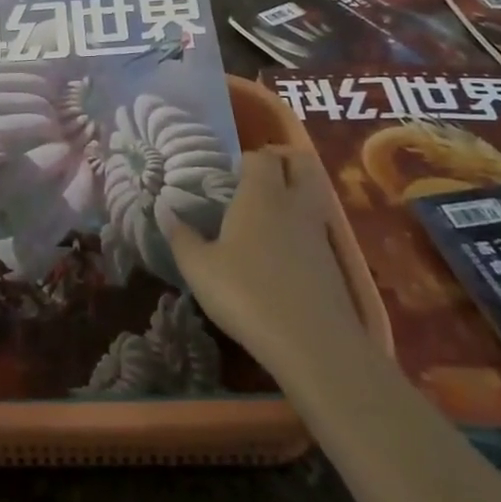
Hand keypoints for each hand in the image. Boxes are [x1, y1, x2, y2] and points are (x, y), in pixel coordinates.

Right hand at [164, 147, 365, 370]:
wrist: (314, 345)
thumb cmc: (247, 294)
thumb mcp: (199, 269)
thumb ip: (181, 237)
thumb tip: (166, 212)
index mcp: (261, 194)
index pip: (260, 156)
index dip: (245, 159)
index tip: (227, 174)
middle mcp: (294, 204)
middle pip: (300, 163)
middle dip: (283, 162)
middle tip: (257, 179)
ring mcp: (319, 233)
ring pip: (313, 195)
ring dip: (295, 195)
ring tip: (267, 217)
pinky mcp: (334, 263)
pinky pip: (318, 229)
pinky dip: (303, 230)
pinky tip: (282, 254)